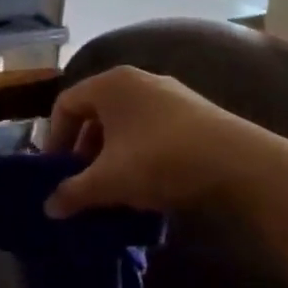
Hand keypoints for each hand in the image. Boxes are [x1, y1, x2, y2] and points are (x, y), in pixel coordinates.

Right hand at [43, 66, 259, 216]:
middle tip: (82, 181)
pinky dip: (139, 152)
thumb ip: (73, 192)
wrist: (237, 163)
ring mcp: (170, 94)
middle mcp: (139, 80)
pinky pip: (151, 129)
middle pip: (96, 112)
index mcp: (111, 84)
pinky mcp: (195, 112)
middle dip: (84, 149)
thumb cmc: (159, 160)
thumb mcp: (108, 181)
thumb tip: (50, 207)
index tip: (56, 171)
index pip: (66, 104)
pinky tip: (147, 182)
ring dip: (112, 154)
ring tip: (114, 187)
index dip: (54, 139)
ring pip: (125, 123)